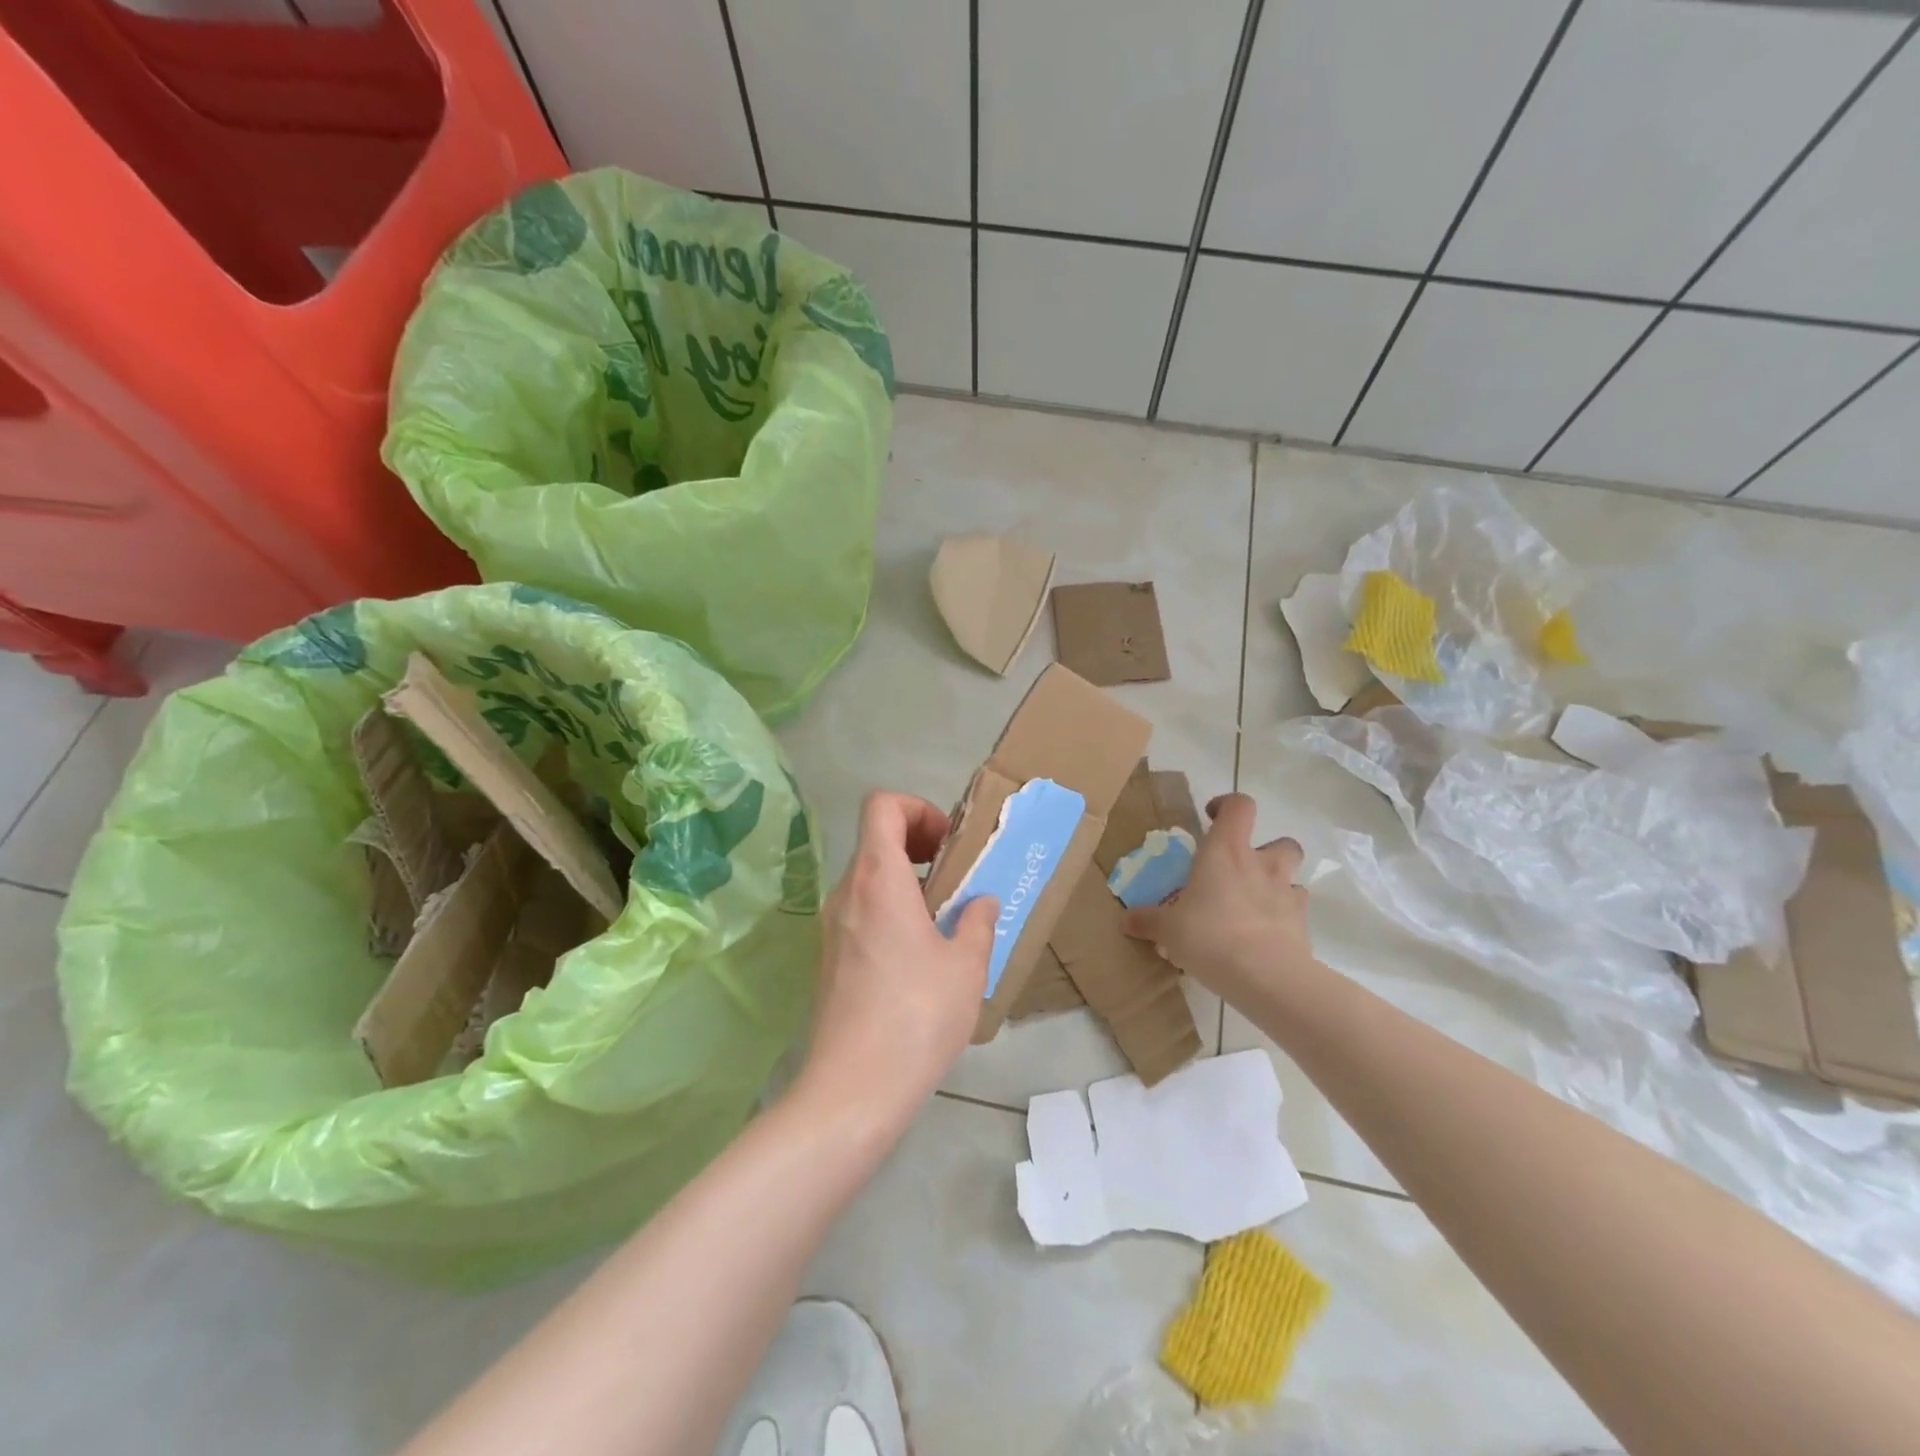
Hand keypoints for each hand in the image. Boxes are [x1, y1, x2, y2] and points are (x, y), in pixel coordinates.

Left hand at [798, 792, 997, 1128]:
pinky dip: (890, 911)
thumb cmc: (917, 1016)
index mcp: (879, 878)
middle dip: (918, 845)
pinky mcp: (828, 958)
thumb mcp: (966, 967)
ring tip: (944, 920)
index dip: (917, 809)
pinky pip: (861, 912)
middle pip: (876, 839)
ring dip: (906, 882)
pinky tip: (918, 957)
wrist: (853, 1089)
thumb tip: (979, 903)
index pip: (882, 805)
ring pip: (868, 878)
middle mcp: (847, 892)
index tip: (947, 845)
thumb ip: (977, 922)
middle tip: (954, 878)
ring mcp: (831, 926)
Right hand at [1121, 793, 1318, 1008]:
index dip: (1227, 805)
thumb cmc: (1209, 936)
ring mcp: (1287, 893)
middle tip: (1242, 870)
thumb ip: (1148, 921)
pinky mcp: (1302, 924)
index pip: (1239, 806)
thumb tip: (1125, 920)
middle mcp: (1262, 864)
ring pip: (1293, 877)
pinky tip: (1265, 936)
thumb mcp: (1168, 929)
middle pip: (1281, 841)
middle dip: (1266, 851)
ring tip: (1255, 906)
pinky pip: (1296, 912)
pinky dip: (1284, 918)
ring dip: (1277, 885)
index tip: (1212, 818)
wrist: (1265, 977)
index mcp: (1227, 852)